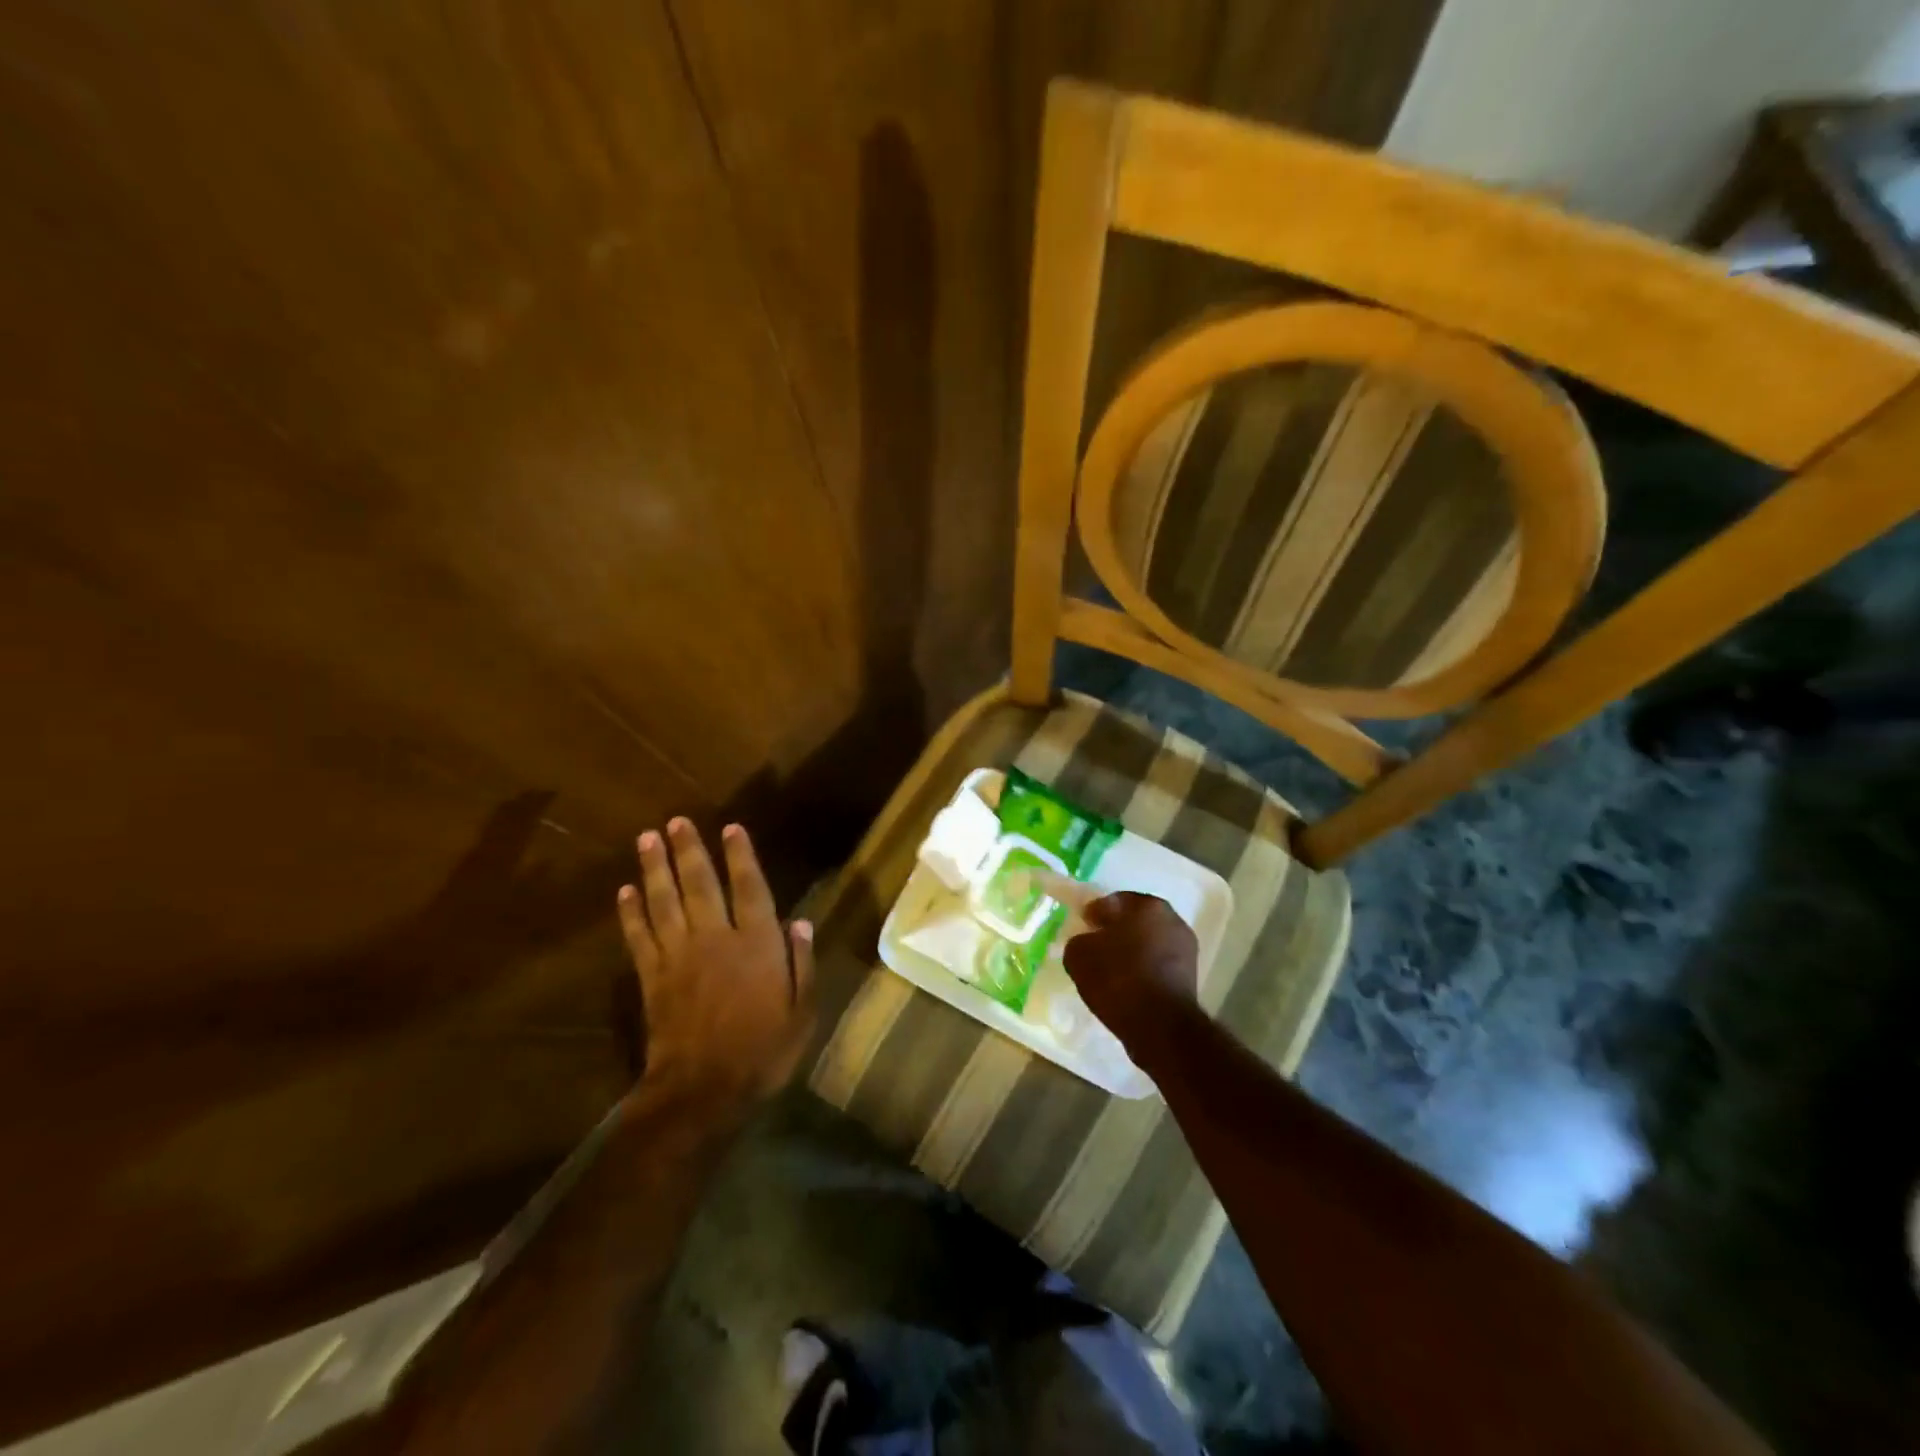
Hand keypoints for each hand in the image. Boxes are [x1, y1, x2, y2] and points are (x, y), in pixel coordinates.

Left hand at [617, 818, 815, 1108]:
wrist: (704, 1091)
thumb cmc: (763, 1051)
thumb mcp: (802, 1011)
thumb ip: (802, 964)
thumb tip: (800, 922)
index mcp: (756, 944)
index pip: (749, 888)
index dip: (741, 856)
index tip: (731, 828)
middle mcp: (716, 939)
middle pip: (700, 884)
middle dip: (689, 850)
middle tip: (676, 821)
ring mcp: (679, 956)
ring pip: (665, 902)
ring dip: (655, 868)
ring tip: (647, 838)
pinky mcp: (652, 977)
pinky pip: (639, 936)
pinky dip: (630, 912)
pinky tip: (624, 890)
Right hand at [1061, 892, 1200, 1064]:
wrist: (1159, 1026)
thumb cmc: (1118, 978)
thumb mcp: (1079, 955)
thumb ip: (1079, 940)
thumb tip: (1086, 942)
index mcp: (1147, 905)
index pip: (1112, 901)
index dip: (1093, 914)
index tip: (1081, 929)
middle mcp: (1172, 919)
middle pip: (1134, 920)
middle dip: (1114, 931)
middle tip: (1094, 948)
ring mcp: (1185, 948)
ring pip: (1148, 943)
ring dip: (1131, 951)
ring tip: (1110, 972)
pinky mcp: (1190, 976)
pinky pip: (1157, 965)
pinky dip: (1143, 970)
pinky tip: (1127, 986)